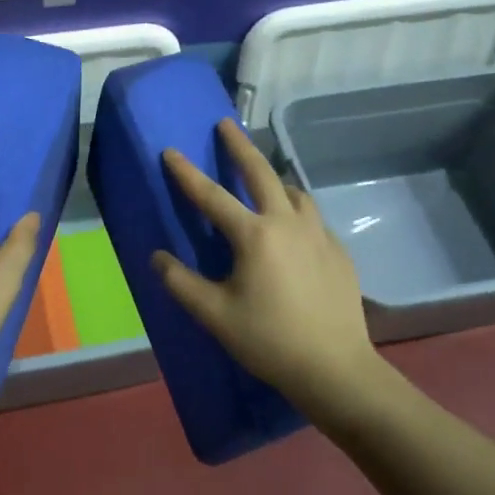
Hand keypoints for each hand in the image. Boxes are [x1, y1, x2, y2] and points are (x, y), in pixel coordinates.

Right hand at [153, 119, 381, 414]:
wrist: (336, 369)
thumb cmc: (269, 340)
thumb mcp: (215, 315)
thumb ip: (181, 283)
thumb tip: (156, 257)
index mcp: (254, 235)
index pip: (211, 196)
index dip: (186, 173)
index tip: (170, 150)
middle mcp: (287, 223)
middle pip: (261, 172)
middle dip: (239, 146)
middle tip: (226, 125)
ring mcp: (318, 234)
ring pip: (294, 191)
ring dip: (273, 178)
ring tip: (263, 179)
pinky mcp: (338, 251)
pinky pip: (312, 216)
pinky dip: (295, 209)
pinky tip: (292, 227)